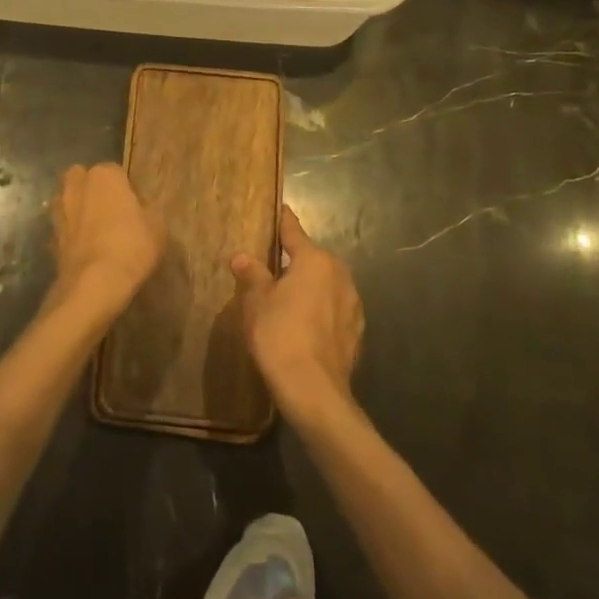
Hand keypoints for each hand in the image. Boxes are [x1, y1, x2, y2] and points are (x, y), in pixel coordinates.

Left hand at [49, 163, 164, 324]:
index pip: (115, 171)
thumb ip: (149, 210)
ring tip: (94, 231)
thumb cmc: (131, 246)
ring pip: (67, 201)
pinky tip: (84, 250)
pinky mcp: (50, 237)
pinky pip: (63, 228)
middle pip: (82, 179)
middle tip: (110, 211)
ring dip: (77, 210)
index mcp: (104, 176)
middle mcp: (76, 186)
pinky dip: (70, 235)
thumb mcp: (158, 227)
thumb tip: (143, 209)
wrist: (94, 283)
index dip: (125, 188)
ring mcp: (59, 211)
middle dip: (92, 190)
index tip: (134, 206)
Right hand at [232, 204, 362, 420]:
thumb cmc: (280, 335)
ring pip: (326, 286)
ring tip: (287, 298)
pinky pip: (333, 310)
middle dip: (295, 261)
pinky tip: (304, 326)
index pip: (294, 232)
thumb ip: (252, 275)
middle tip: (272, 266)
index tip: (280, 208)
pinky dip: (319, 311)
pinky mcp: (356, 332)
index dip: (284, 221)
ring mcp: (353, 305)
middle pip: (313, 259)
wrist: (314, 390)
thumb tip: (242, 257)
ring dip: (309, 288)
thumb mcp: (256, 302)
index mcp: (315, 260)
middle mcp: (340, 275)